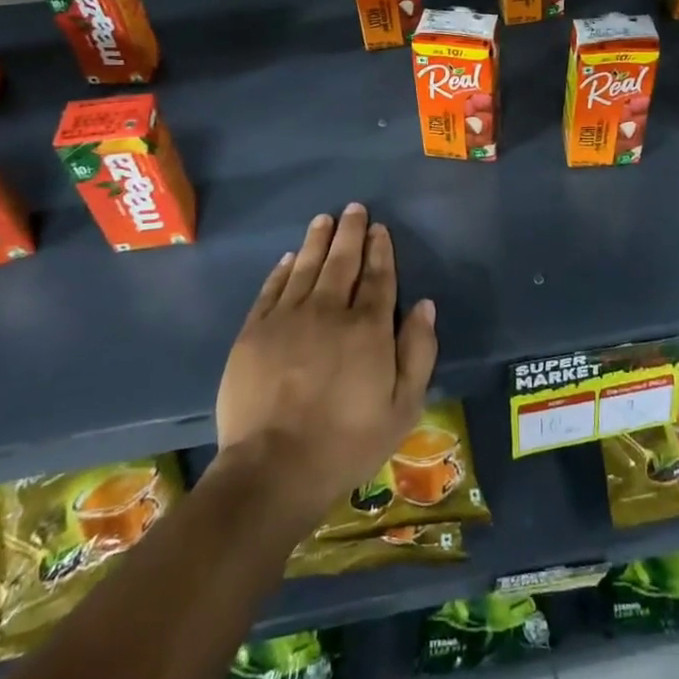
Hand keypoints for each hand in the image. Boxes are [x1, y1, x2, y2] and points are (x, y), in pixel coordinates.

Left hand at [214, 204, 437, 529]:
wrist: (272, 470)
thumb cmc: (346, 443)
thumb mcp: (403, 407)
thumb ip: (418, 351)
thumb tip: (424, 304)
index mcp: (368, 328)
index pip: (378, 277)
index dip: (380, 250)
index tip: (380, 229)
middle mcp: (329, 311)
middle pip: (342, 262)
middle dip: (350, 232)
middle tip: (353, 209)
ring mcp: (287, 318)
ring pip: (306, 267)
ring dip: (317, 240)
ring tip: (324, 219)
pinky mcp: (254, 332)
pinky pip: (272, 289)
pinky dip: (283, 269)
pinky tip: (290, 257)